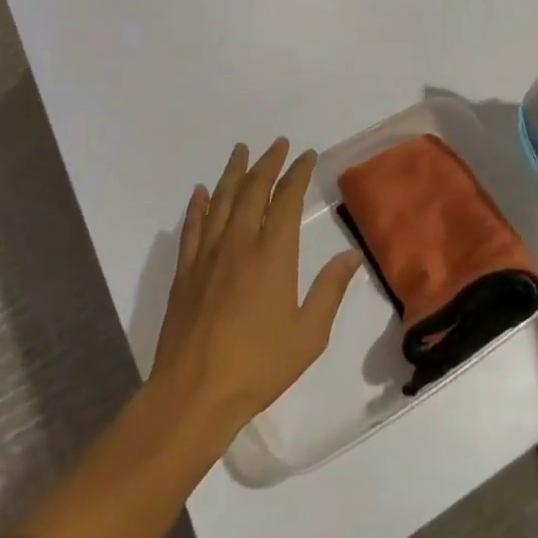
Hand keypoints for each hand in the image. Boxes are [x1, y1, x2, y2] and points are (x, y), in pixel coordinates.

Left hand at [151, 140, 362, 441]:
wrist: (194, 394)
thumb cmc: (258, 367)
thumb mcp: (308, 335)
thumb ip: (329, 291)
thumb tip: (352, 256)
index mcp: (272, 254)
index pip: (286, 200)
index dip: (298, 173)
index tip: (307, 156)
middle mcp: (239, 243)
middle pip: (253, 190)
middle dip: (268, 163)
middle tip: (278, 144)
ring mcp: (208, 256)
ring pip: (221, 200)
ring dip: (233, 173)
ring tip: (240, 151)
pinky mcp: (185, 273)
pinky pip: (192, 228)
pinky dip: (197, 206)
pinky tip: (200, 192)